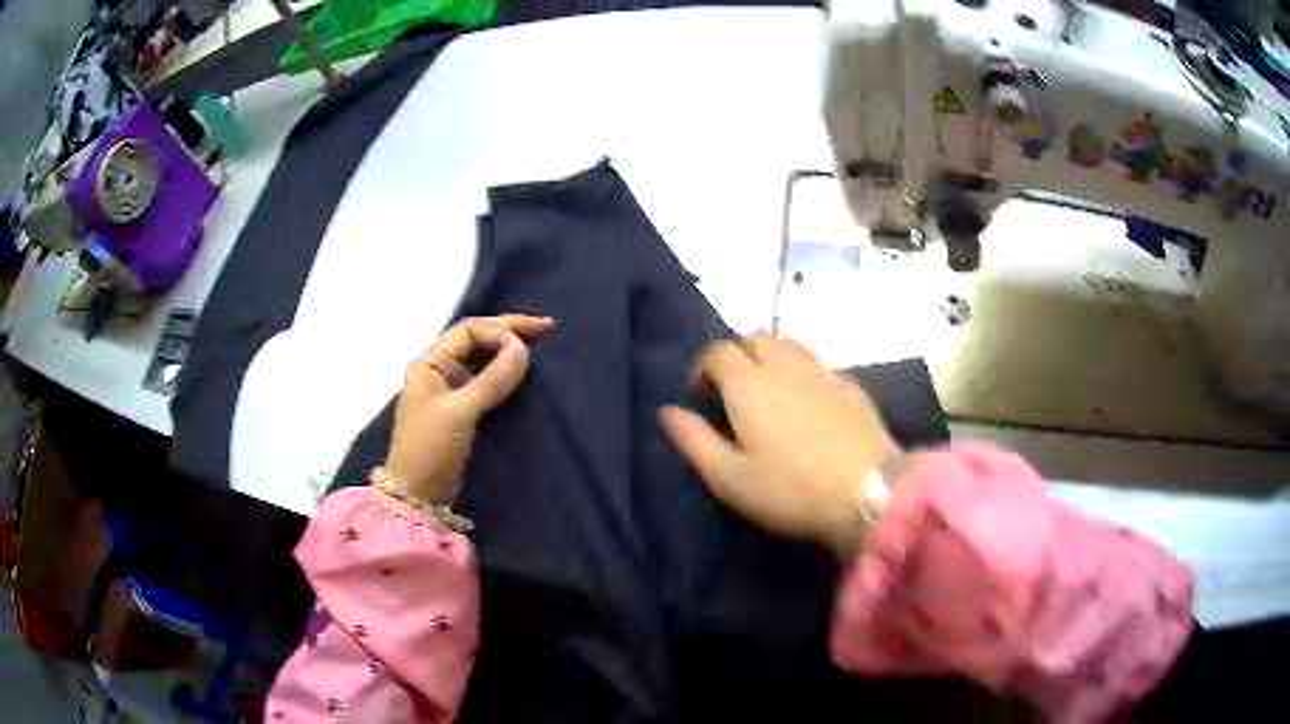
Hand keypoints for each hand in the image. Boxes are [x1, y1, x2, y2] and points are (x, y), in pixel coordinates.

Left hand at [383, 315, 555, 503]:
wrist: (418, 495)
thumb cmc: (430, 450)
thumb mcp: (459, 413)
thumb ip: (491, 380)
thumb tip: (523, 348)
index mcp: (430, 363)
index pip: (470, 332)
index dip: (500, 332)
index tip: (528, 347)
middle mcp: (440, 369)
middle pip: (477, 339)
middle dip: (511, 331)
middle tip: (549, 328)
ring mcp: (451, 389)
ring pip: (484, 358)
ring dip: (510, 349)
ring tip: (541, 342)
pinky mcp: (463, 409)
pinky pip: (488, 379)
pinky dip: (507, 371)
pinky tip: (525, 370)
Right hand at [659, 334, 901, 559]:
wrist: (870, 493)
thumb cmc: (791, 491)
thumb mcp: (730, 478)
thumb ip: (694, 440)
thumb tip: (667, 411)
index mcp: (749, 384)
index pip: (717, 352)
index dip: (702, 367)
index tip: (700, 395)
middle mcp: (785, 366)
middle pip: (754, 338)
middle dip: (736, 355)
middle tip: (733, 391)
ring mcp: (822, 371)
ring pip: (788, 344)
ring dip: (769, 357)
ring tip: (768, 392)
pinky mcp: (851, 385)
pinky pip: (816, 363)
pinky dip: (800, 371)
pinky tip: (806, 403)